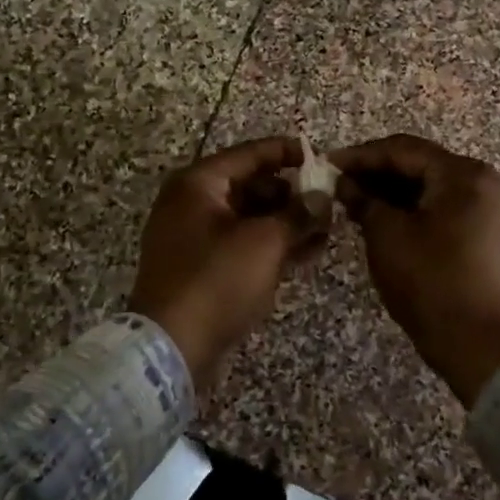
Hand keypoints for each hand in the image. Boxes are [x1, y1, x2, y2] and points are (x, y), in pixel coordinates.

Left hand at [129, 137, 325, 388]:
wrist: (170, 347)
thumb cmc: (217, 281)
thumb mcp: (265, 242)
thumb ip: (297, 213)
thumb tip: (322, 196)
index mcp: (198, 184)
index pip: (249, 154)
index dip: (287, 153)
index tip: (320, 156)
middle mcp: (190, 202)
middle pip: (249, 185)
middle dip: (291, 193)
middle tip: (328, 202)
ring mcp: (192, 237)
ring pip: (248, 217)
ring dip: (285, 221)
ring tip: (325, 230)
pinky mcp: (200, 267)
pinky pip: (240, 243)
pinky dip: (269, 245)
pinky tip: (305, 253)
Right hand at [330, 135, 499, 407]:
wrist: (483, 347)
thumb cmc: (432, 284)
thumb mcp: (387, 237)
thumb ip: (364, 200)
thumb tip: (345, 183)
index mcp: (464, 175)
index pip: (404, 150)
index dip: (362, 155)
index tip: (328, 164)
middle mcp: (485, 181)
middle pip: (422, 165)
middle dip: (378, 173)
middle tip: (339, 184)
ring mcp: (493, 208)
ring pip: (433, 187)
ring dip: (394, 192)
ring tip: (355, 202)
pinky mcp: (491, 233)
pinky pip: (446, 207)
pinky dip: (415, 209)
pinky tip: (385, 219)